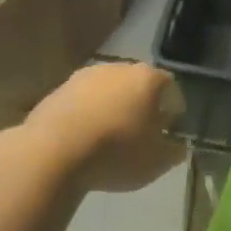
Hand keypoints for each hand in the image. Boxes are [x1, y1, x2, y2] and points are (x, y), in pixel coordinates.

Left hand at [20, 62, 186, 192]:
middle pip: (137, 85)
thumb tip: (178, 146)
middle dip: (141, 106)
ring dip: (112, 109)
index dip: (173, 109)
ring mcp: (84, 76)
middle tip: (140, 134)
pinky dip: (87, 116)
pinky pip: (82, 102)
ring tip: (109, 139)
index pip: (170, 87)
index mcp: (147, 78)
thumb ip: (173, 151)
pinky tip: (83, 140)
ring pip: (107, 91)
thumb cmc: (116, 153)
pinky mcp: (57, 90)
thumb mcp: (156, 162)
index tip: (169, 131)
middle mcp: (117, 68)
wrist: (52, 152)